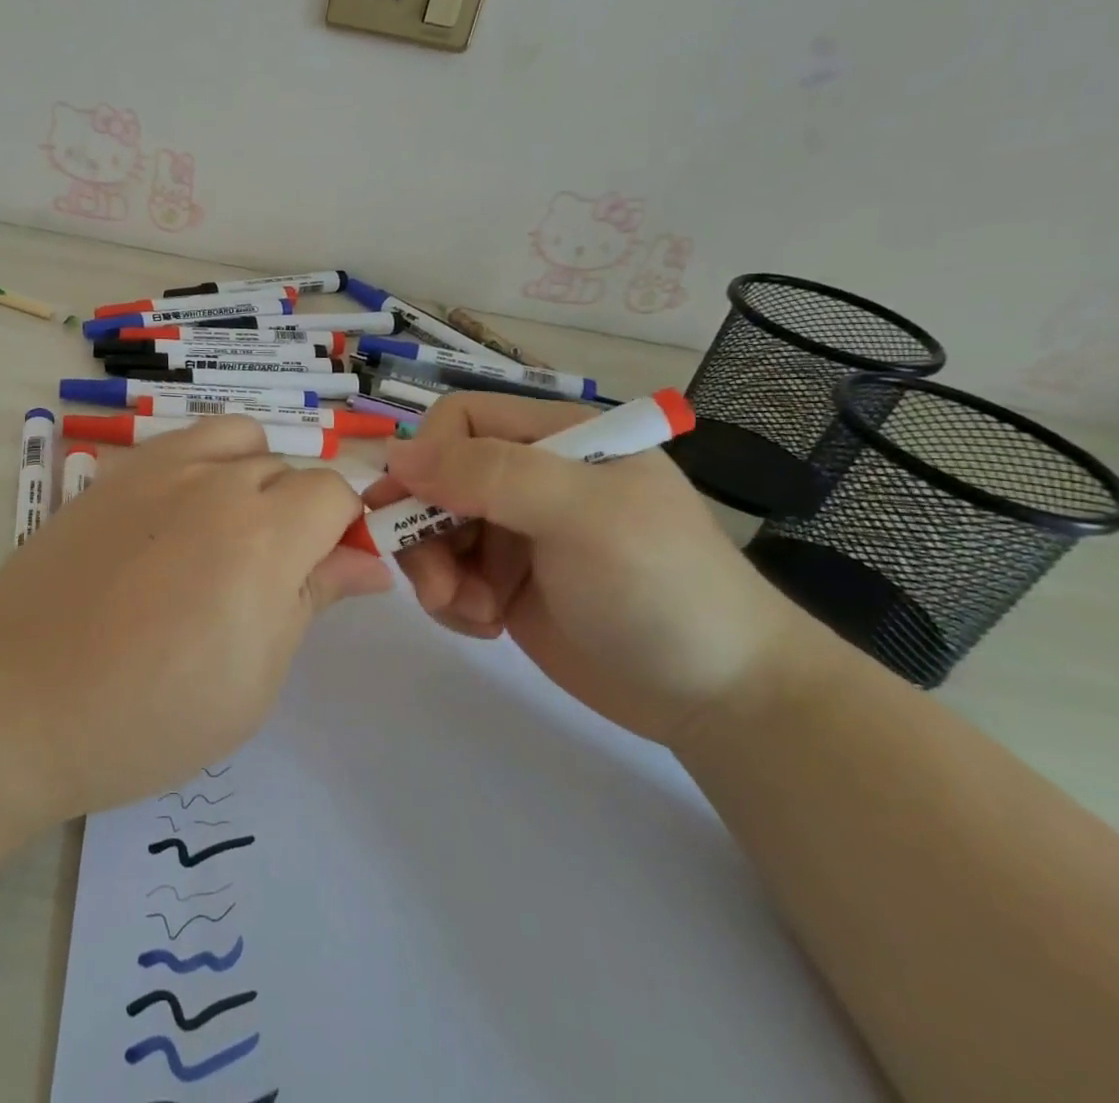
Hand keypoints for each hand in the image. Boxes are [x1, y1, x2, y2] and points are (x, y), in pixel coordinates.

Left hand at [0, 418, 390, 824]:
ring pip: (236, 437)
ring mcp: (156, 469)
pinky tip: (173, 524)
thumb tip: (370, 562)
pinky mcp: (112, 474)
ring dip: (252, 473)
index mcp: (263, 536)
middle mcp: (214, 483)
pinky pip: (179, 445)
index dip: (343, 529)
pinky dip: (200, 467)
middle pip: (286, 467)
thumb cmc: (147, 716)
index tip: (328, 574)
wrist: (15, 701)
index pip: (334, 492)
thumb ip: (313, 600)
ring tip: (227, 532)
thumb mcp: (254, 679)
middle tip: (269, 577)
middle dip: (298, 513)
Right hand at [360, 393, 809, 743]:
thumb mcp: (581, 515)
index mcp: (555, 437)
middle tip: (439, 586)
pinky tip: (487, 626)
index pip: (460, 420)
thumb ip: (491, 474)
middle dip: (423, 530)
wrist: (720, 697)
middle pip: (435, 479)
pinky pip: (448, 574)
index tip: (413, 512)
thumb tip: (398, 456)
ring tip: (472, 613)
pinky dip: (451, 601)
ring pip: (432, 529)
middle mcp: (530, 476)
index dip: (427, 458)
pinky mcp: (506, 582)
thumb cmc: (659, 588)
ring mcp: (516, 531)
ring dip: (436, 572)